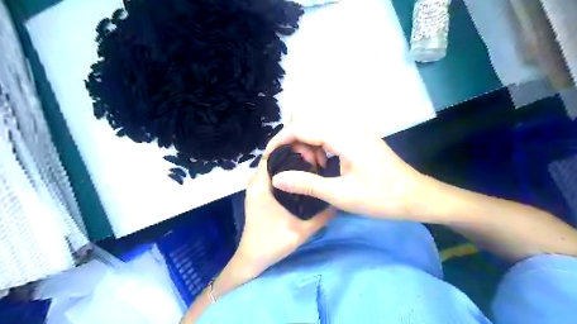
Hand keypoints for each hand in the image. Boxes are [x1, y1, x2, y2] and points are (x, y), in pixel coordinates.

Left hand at [234, 155, 334, 271]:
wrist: (253, 258)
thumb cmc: (272, 243)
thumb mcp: (302, 231)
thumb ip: (322, 216)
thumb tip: (339, 200)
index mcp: (261, 185)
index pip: (272, 154)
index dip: (290, 148)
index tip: (310, 150)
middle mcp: (255, 182)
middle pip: (274, 158)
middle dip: (293, 155)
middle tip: (315, 158)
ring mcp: (256, 188)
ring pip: (273, 167)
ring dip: (289, 164)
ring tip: (311, 166)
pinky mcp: (259, 194)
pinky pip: (272, 176)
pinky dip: (285, 174)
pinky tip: (301, 179)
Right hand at [263, 121, 429, 219]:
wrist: (416, 196)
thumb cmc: (381, 197)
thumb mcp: (340, 194)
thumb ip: (306, 184)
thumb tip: (276, 178)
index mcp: (342, 136)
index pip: (301, 127)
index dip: (281, 140)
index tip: (269, 157)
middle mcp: (348, 126)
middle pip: (308, 124)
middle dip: (295, 143)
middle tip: (295, 167)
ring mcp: (355, 130)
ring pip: (319, 128)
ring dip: (308, 145)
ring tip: (310, 168)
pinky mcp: (359, 138)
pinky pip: (331, 134)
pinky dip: (320, 146)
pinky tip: (323, 164)